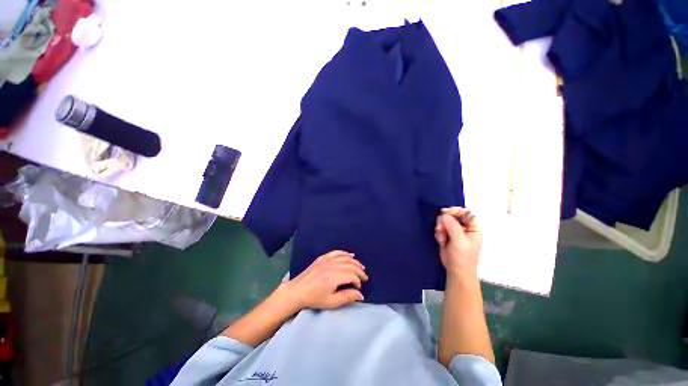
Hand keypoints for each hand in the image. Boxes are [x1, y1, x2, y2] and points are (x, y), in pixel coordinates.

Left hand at [281, 250, 367, 309]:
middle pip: (350, 265)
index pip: (351, 275)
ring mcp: (326, 260)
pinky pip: (336, 252)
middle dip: (359, 271)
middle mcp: (331, 265)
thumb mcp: (331, 302)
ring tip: (361, 267)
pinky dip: (344, 253)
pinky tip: (350, 255)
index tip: (359, 288)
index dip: (358, 281)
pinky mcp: (322, 258)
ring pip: (345, 258)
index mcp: (333, 277)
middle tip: (365, 277)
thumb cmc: (314, 298)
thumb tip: (361, 295)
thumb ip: (347, 297)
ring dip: (354, 261)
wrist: (297, 291)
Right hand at [434, 207, 482, 276]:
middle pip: (451, 215)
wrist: (456, 270)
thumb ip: (452, 226)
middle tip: (441, 230)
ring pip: (443, 221)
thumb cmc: (462, 257)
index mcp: (474, 227)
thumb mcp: (459, 240)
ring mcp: (455, 230)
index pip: (465, 212)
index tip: (443, 212)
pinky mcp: (447, 234)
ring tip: (442, 239)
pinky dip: (439, 233)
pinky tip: (441, 241)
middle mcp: (465, 226)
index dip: (454, 210)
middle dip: (444, 222)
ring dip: (440, 229)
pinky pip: (440, 227)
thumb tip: (443, 215)